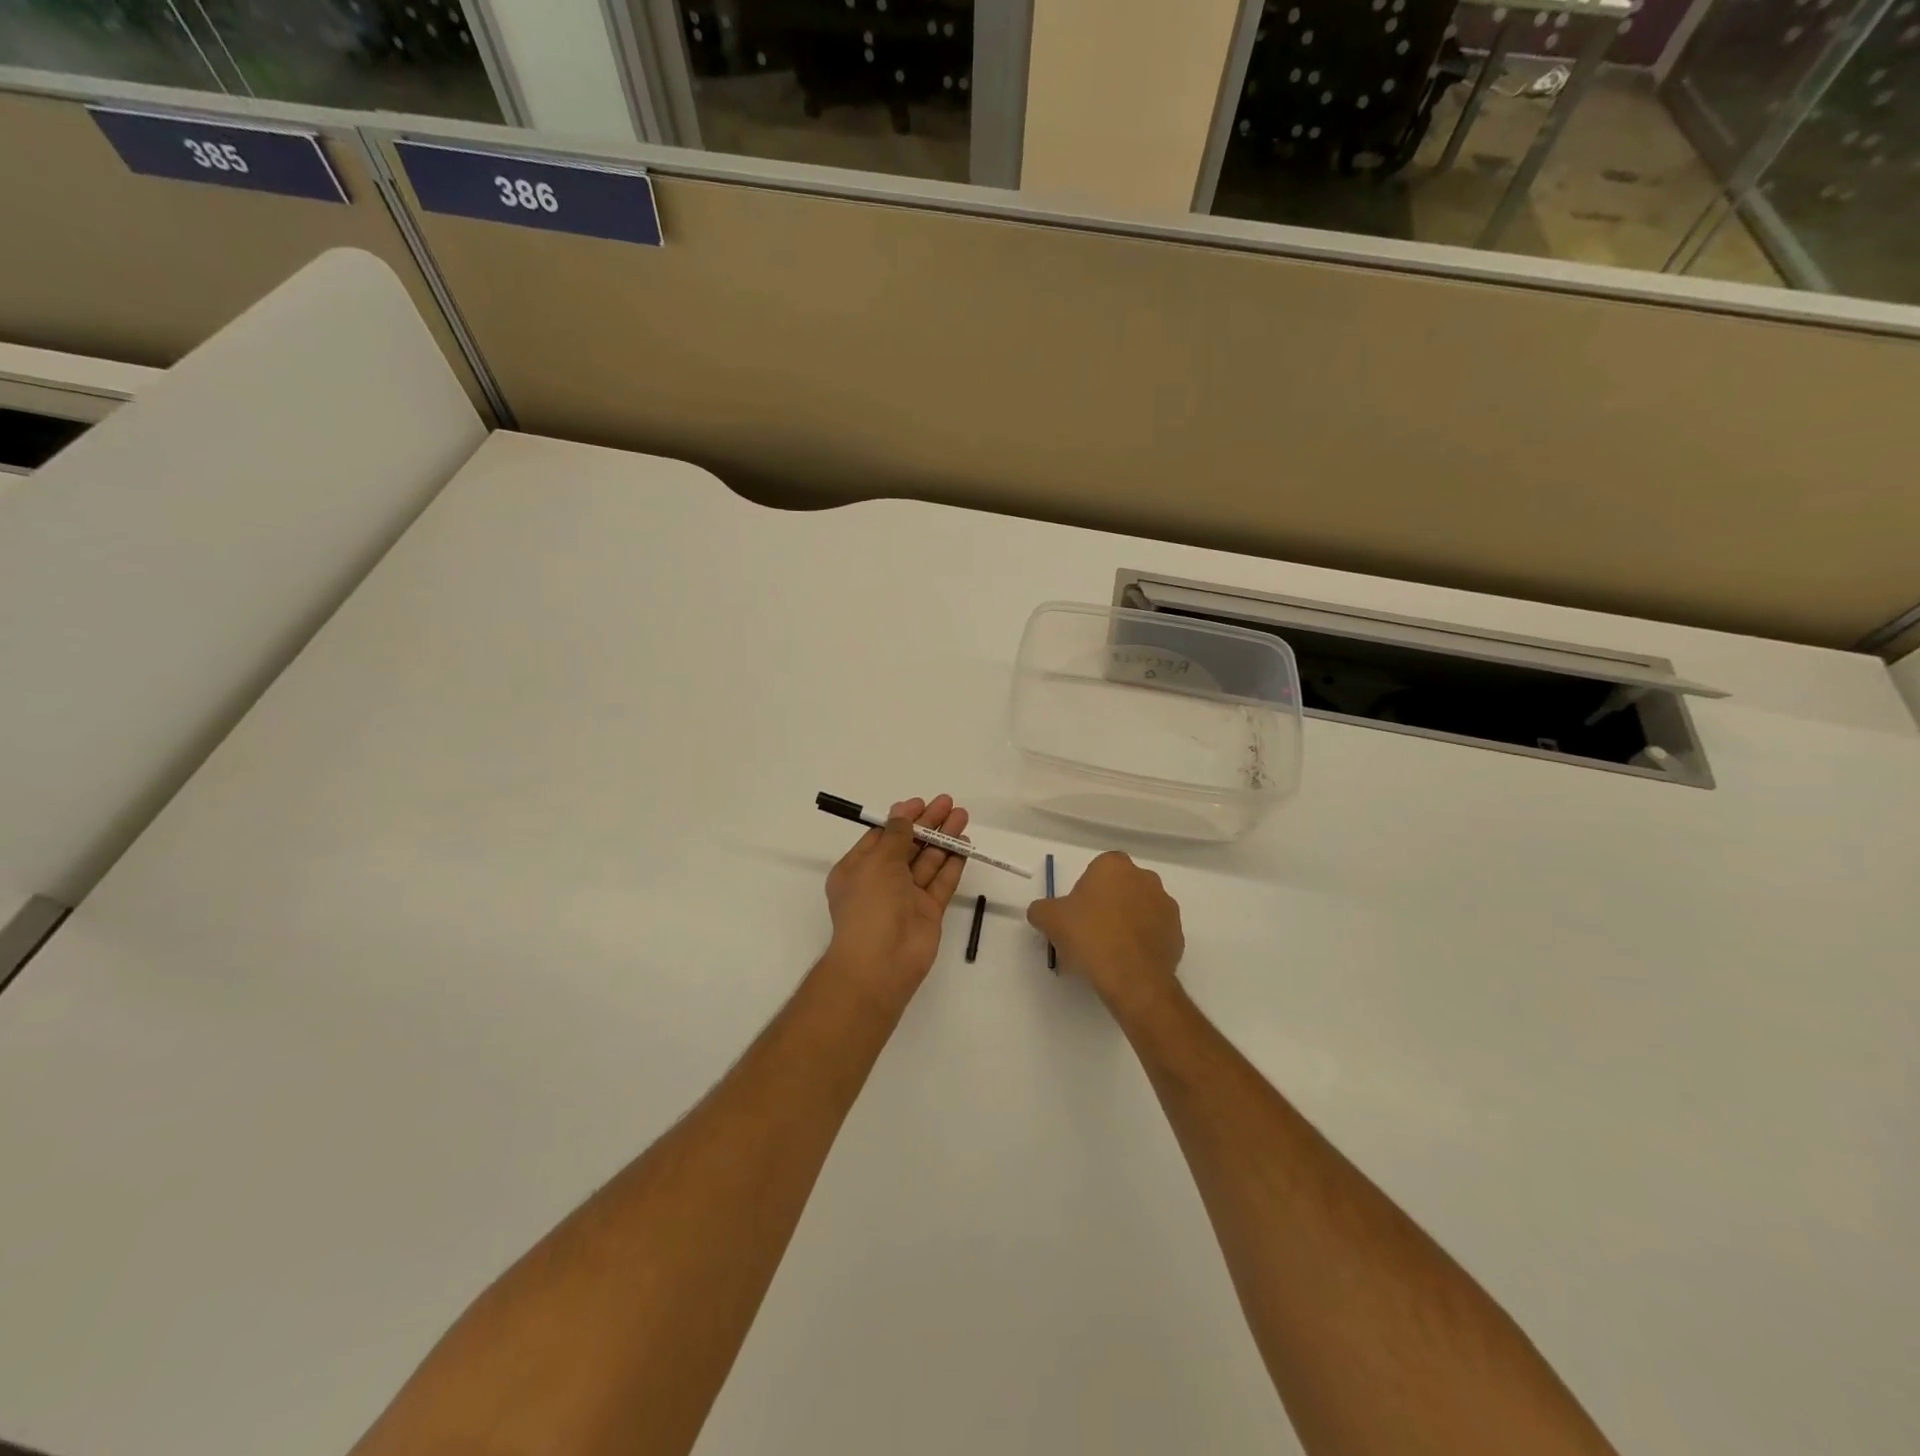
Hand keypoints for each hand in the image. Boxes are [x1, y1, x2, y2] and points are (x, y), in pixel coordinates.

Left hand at [822, 795, 969, 1009]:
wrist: (881, 962)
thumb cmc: (870, 905)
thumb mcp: (877, 861)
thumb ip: (895, 835)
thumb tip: (902, 813)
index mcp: (858, 869)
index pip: (881, 836)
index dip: (902, 818)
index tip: (921, 803)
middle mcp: (881, 881)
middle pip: (908, 846)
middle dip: (928, 824)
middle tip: (949, 804)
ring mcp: (906, 897)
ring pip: (928, 861)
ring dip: (944, 839)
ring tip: (963, 817)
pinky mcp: (928, 911)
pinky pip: (941, 882)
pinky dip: (952, 864)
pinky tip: (964, 846)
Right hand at [1027, 852, 1183, 1018]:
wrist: (1131, 977)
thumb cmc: (1089, 936)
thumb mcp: (1049, 919)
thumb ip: (1041, 909)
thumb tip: (1041, 912)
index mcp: (1114, 866)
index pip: (1098, 869)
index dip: (1086, 891)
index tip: (1077, 913)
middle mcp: (1145, 878)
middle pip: (1121, 887)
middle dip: (1109, 904)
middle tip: (1091, 931)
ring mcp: (1166, 906)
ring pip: (1141, 909)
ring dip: (1128, 922)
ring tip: (1110, 950)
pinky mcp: (1178, 933)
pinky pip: (1155, 932)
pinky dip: (1143, 942)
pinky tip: (1128, 961)